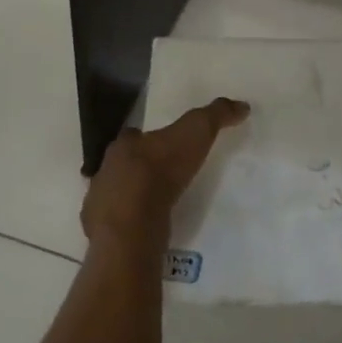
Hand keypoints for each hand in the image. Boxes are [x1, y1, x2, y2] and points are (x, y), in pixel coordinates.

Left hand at [82, 97, 248, 252]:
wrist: (134, 223)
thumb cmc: (162, 170)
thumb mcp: (197, 132)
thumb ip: (216, 115)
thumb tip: (242, 106)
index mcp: (123, 146)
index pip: (133, 137)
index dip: (148, 141)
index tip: (165, 148)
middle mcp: (105, 172)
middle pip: (122, 167)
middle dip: (138, 171)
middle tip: (164, 180)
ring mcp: (99, 206)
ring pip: (116, 198)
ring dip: (132, 201)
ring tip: (157, 210)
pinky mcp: (101, 236)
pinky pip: (116, 228)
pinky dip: (129, 228)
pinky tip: (146, 233)